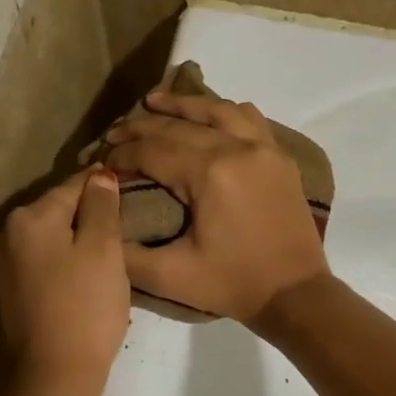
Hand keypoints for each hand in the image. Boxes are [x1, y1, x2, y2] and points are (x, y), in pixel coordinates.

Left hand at [0, 169, 130, 395]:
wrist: (53, 375)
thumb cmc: (85, 307)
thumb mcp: (104, 250)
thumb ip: (102, 207)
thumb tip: (99, 176)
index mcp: (28, 217)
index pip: (72, 186)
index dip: (101, 185)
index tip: (124, 183)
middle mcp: (4, 233)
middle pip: (54, 211)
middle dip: (84, 214)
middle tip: (118, 224)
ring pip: (44, 238)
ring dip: (70, 239)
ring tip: (102, 252)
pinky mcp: (2, 293)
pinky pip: (36, 262)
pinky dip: (56, 262)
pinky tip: (78, 276)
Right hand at [103, 93, 329, 324]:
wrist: (295, 294)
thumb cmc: (232, 285)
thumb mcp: (171, 276)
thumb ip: (126, 253)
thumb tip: (100, 221)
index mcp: (209, 174)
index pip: (153, 150)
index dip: (122, 154)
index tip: (101, 162)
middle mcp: (237, 148)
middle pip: (180, 125)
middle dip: (141, 127)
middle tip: (114, 133)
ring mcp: (264, 148)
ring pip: (217, 110)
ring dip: (183, 105)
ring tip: (154, 101)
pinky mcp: (280, 157)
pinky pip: (250, 118)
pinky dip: (224, 111)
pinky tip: (209, 115)